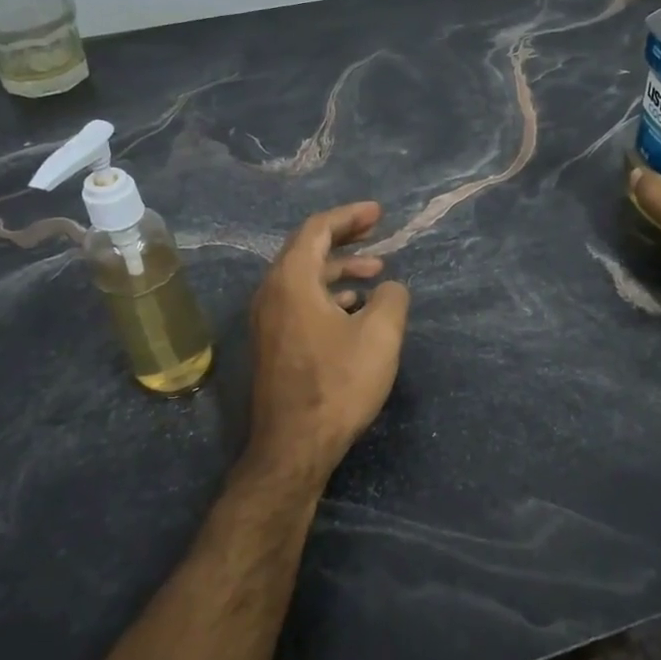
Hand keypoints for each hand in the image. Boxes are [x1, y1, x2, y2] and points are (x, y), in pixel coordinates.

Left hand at [247, 202, 410, 488]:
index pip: (317, 230)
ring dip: (339, 269)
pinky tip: (355, 308)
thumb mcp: (380, 336)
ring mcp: (268, 320)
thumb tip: (389, 287)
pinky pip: (300, 301)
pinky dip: (329, 294)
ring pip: (304, 278)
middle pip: (306, 249)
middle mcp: (271, 293)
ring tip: (376, 272)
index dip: (349, 216)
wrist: (294, 446)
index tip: (378, 213)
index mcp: (292, 281)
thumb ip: (392, 298)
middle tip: (377, 232)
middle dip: (344, 238)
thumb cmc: (338, 384)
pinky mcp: (273, 344)